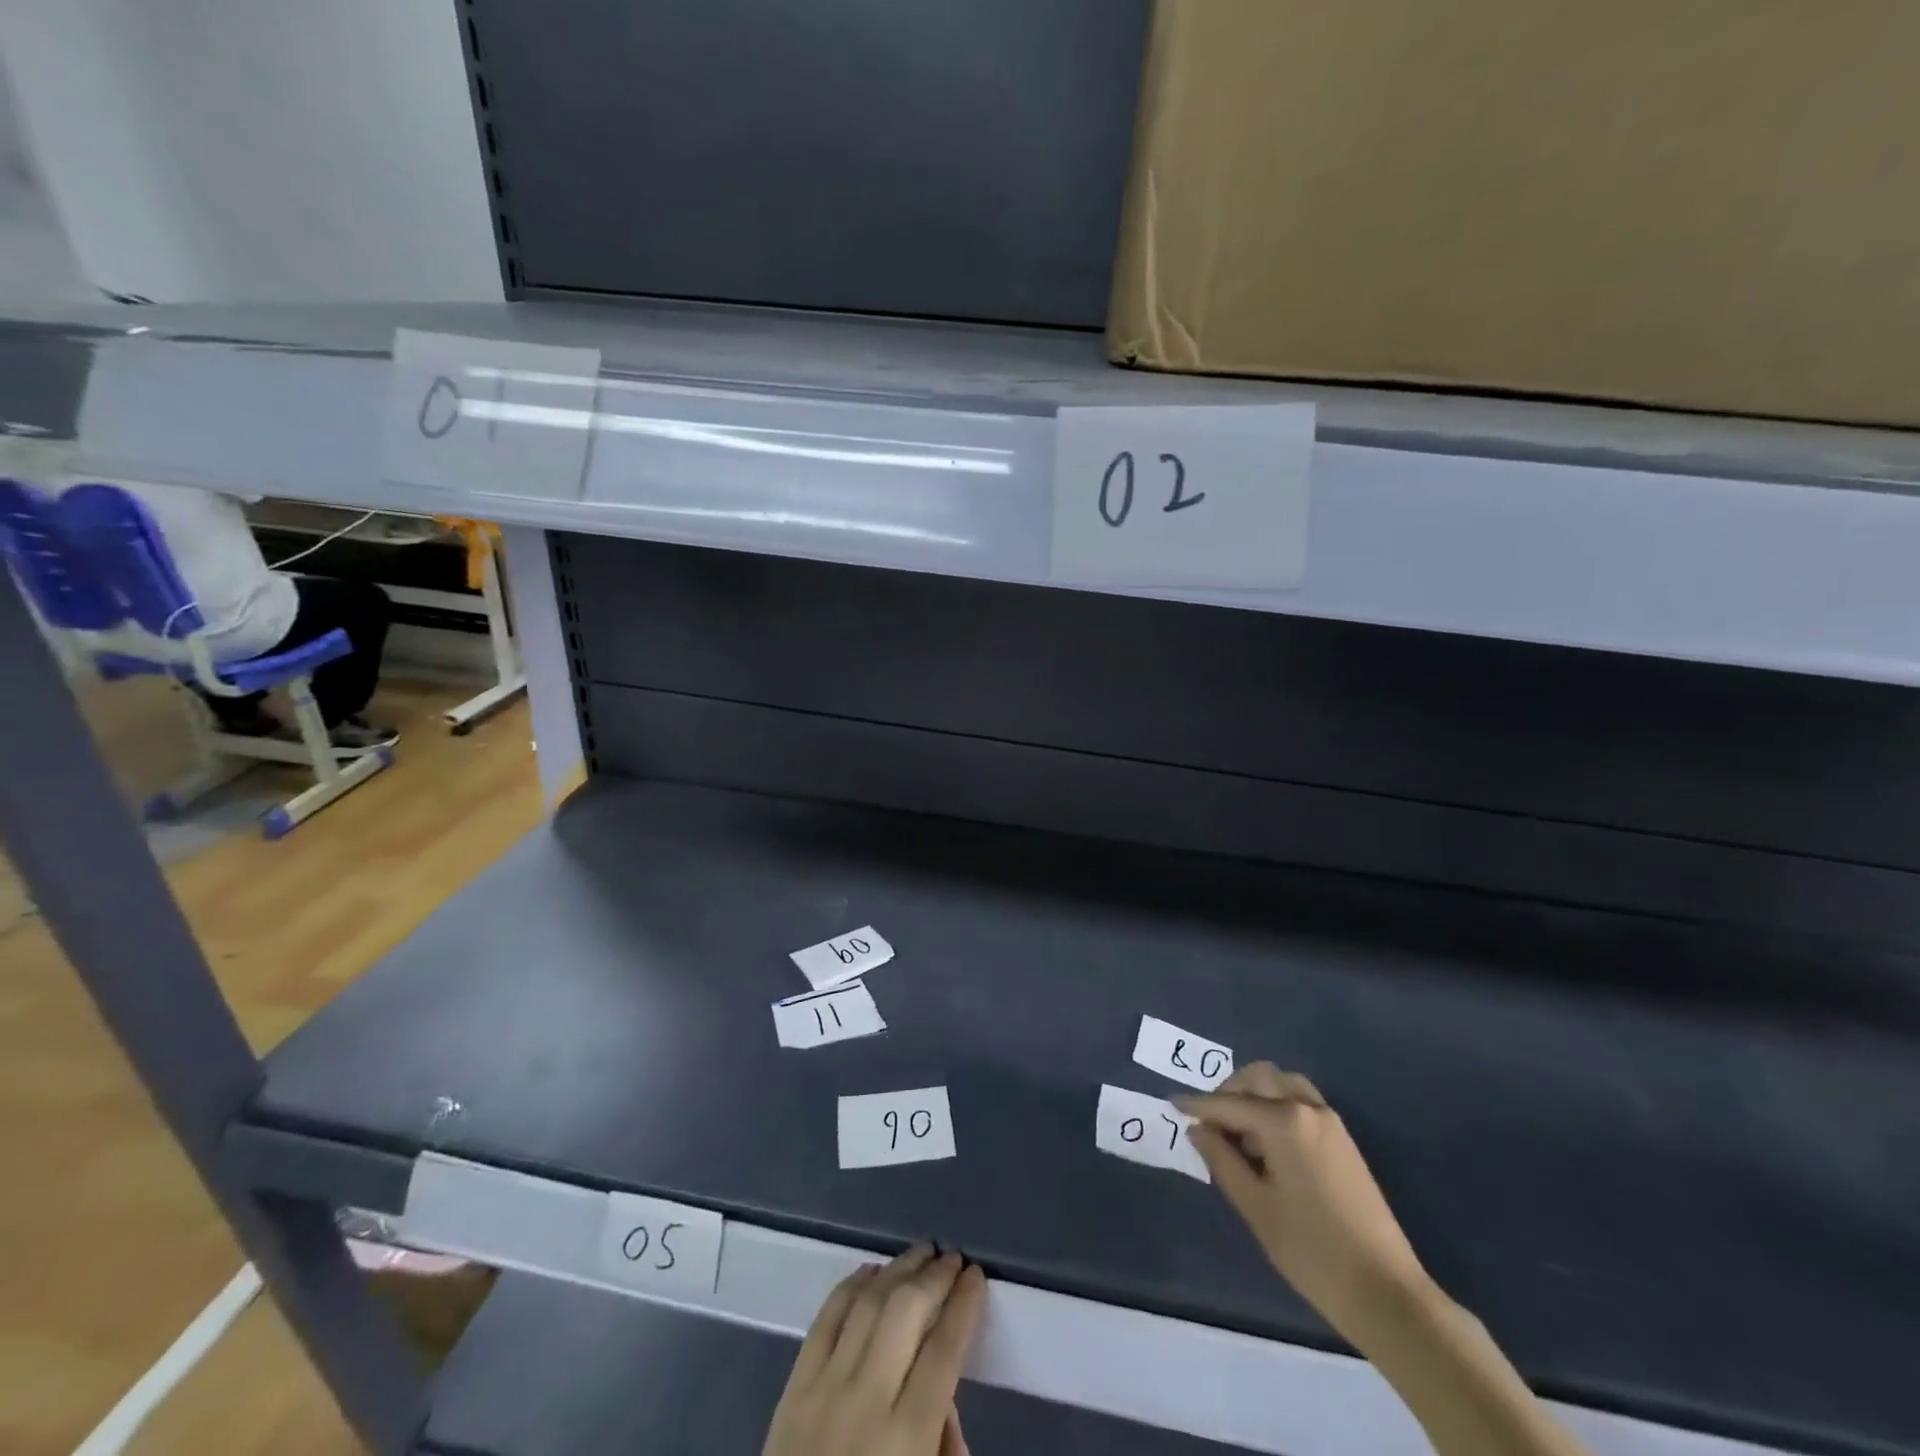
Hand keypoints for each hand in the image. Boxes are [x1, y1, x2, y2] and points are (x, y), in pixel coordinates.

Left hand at [764, 1244, 985, 1455]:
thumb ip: (943, 1447)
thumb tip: (945, 1399)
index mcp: (906, 1440)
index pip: (944, 1352)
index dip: (964, 1307)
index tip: (977, 1277)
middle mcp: (866, 1402)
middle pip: (906, 1314)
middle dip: (934, 1278)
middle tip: (953, 1258)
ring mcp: (823, 1389)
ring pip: (867, 1305)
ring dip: (897, 1270)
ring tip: (920, 1252)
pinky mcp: (791, 1389)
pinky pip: (824, 1321)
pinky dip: (849, 1288)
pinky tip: (869, 1271)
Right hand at [1178, 1063, 1428, 1340]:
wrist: (1385, 1291)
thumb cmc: (1311, 1250)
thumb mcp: (1255, 1206)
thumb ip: (1221, 1160)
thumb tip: (1198, 1130)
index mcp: (1284, 1121)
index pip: (1229, 1104)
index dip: (1197, 1104)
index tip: (1172, 1104)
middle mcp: (1307, 1108)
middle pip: (1258, 1078)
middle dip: (1228, 1092)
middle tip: (1209, 1123)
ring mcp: (1330, 1121)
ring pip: (1282, 1083)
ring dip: (1255, 1094)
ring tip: (1238, 1131)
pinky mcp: (1342, 1139)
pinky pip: (1300, 1101)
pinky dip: (1277, 1105)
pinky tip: (1266, 1142)